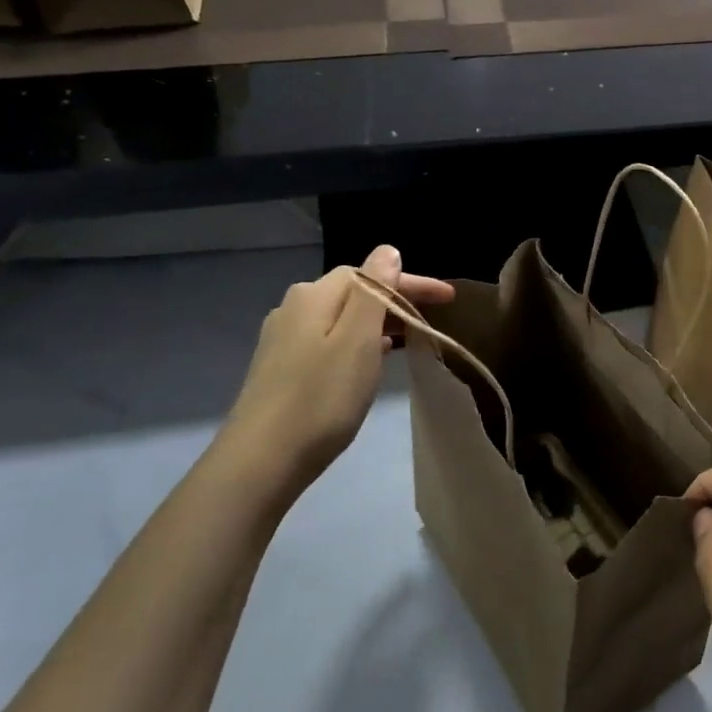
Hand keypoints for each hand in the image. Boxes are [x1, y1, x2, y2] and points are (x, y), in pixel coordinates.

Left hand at [222, 245, 453, 493]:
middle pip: (355, 292)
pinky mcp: (282, 367)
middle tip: (434, 318)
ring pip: (342, 318)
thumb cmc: (321, 398)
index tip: (450, 298)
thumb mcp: (358, 340)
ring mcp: (284, 339)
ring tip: (410, 339)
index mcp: (314, 296)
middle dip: (396, 300)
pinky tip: (371, 360)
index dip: (412, 282)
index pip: (370, 273)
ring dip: (379, 323)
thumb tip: (387, 251)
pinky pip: (330, 340)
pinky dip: (358, 342)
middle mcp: (294, 308)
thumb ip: (374, 291)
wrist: (262, 460)